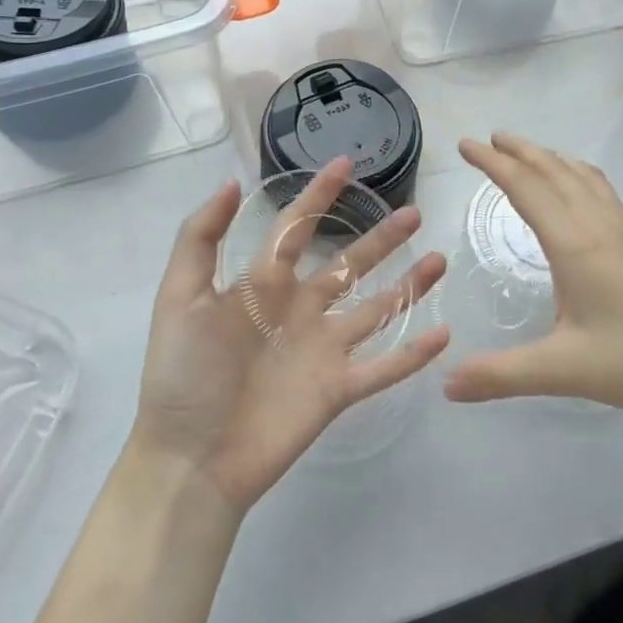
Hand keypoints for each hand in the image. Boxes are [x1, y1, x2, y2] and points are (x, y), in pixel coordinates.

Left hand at [132, 158, 449, 511]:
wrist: (190, 459)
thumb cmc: (183, 375)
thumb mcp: (179, 297)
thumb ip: (200, 238)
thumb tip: (231, 182)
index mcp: (264, 284)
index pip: (297, 228)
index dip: (319, 195)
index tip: (346, 163)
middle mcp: (300, 310)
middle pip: (350, 263)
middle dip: (382, 239)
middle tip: (414, 214)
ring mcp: (323, 349)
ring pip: (376, 308)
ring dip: (408, 286)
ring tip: (439, 260)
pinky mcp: (338, 389)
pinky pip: (383, 367)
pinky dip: (413, 353)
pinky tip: (443, 333)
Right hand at [443, 134, 622, 418]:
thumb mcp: (563, 371)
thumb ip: (501, 375)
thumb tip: (446, 384)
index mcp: (575, 244)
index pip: (526, 188)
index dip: (493, 163)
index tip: (465, 144)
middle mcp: (598, 225)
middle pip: (554, 171)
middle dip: (519, 151)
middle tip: (490, 137)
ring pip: (581, 176)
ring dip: (549, 157)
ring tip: (526, 152)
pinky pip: (601, 189)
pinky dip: (577, 173)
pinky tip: (578, 186)